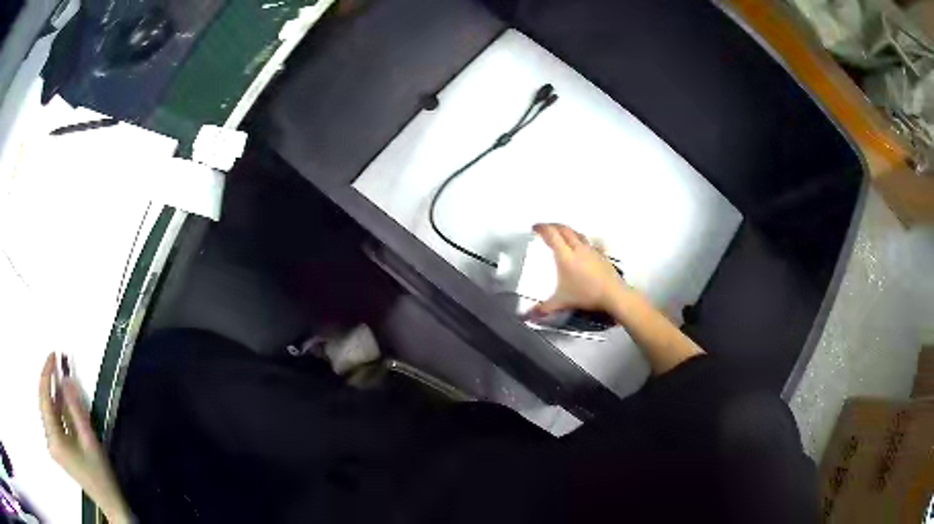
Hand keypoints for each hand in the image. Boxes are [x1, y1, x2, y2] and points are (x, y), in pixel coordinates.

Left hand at [39, 353, 131, 523]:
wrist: (109, 502)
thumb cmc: (100, 473)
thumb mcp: (90, 440)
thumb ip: (76, 409)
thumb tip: (66, 378)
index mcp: (54, 439)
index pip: (44, 398)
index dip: (47, 374)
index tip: (53, 355)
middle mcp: (49, 440)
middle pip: (43, 402)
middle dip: (48, 380)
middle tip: (56, 360)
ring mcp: (52, 445)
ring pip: (47, 411)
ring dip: (52, 393)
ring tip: (60, 375)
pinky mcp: (57, 448)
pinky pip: (52, 421)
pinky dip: (56, 407)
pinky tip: (62, 398)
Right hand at [530, 223, 628, 316]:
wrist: (613, 294)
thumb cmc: (586, 295)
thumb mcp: (562, 302)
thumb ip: (544, 308)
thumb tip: (529, 316)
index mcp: (565, 256)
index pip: (552, 235)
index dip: (542, 228)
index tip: (535, 227)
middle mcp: (578, 249)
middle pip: (564, 230)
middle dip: (553, 226)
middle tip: (546, 228)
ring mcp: (591, 250)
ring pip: (577, 234)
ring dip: (567, 231)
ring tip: (562, 233)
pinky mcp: (601, 254)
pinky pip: (589, 242)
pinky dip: (581, 240)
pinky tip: (581, 246)